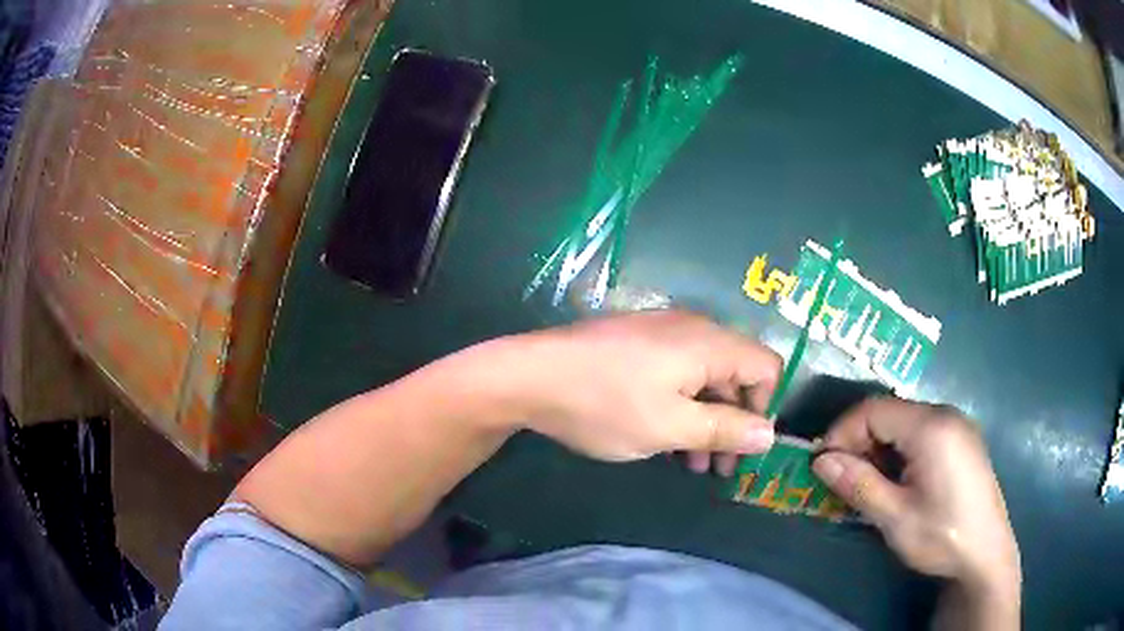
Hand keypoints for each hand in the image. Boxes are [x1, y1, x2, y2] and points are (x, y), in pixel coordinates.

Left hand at [507, 310, 779, 467]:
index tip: (743, 447)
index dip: (764, 408)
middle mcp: (692, 329)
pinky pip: (676, 374)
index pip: (766, 366)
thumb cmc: (605, 404)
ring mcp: (661, 333)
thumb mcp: (670, 427)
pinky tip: (666, 438)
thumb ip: (725, 430)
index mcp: (709, 342)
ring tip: (693, 464)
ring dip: (706, 420)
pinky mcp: (636, 343)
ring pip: (704, 378)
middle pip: (735, 373)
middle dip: (733, 422)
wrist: (530, 376)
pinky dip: (682, 406)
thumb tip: (769, 434)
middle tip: (718, 468)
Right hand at [811, 398, 1020, 596]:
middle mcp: (945, 414)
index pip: (873, 409)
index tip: (822, 466)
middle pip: (890, 412)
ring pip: (904, 422)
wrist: (986, 553)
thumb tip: (820, 461)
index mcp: (931, 427)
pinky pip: (922, 432)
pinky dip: (900, 451)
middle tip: (843, 480)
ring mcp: (957, 425)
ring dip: (879, 448)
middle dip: (859, 442)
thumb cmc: (941, 535)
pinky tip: (898, 482)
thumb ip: (858, 485)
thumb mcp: (895, 517)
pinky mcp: (962, 440)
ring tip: (869, 485)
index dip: (842, 432)